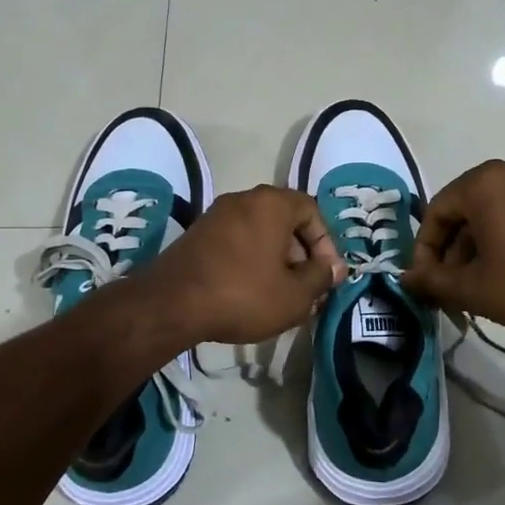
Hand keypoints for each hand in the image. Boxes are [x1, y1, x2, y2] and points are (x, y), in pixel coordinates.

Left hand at [139, 186, 346, 344]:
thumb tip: (334, 268)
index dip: (325, 243)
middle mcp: (243, 199)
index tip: (326, 274)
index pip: (311, 210)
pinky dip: (250, 261)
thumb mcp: (295, 295)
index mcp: (271, 203)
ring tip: (280, 295)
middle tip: (306, 288)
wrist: (171, 304)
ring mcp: (215, 215)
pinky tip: (251, 293)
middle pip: (284, 221)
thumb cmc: (243, 294)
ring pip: (259, 233)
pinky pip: (236, 242)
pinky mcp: (197, 235)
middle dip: (300, 254)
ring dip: (276, 260)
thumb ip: (321, 278)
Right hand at [401, 160, 504, 330]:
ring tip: (473, 289)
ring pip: (488, 218)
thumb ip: (431, 281)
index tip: (425, 284)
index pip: (435, 215)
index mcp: (482, 184)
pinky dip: (500, 243)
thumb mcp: (471, 287)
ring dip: (474, 252)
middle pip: (461, 215)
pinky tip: (502, 276)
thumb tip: (406, 279)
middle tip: (448, 289)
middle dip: (450, 254)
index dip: (424, 253)